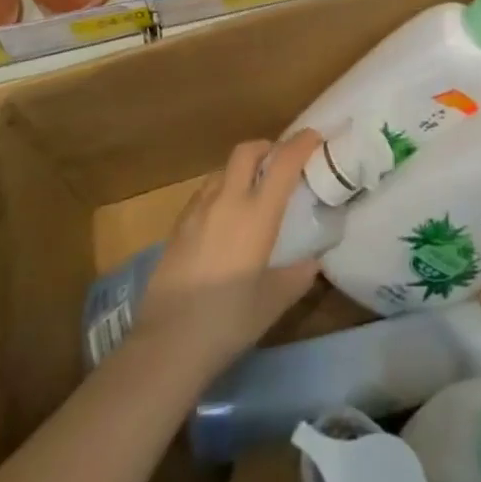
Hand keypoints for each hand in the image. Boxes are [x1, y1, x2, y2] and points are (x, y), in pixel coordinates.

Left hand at [134, 132, 322, 375]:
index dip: (301, 144)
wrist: (166, 344)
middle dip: (267, 147)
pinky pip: (203, 194)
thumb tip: (311, 262)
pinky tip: (221, 219)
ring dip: (241, 170)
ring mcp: (197, 211)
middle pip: (247, 151)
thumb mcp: (273, 302)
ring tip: (250, 192)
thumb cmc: (228, 321)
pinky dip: (220, 192)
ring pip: (223, 170)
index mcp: (257, 214)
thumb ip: (297, 276)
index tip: (314, 137)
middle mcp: (227, 201)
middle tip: (280, 161)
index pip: (283, 163)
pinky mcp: (176, 227)